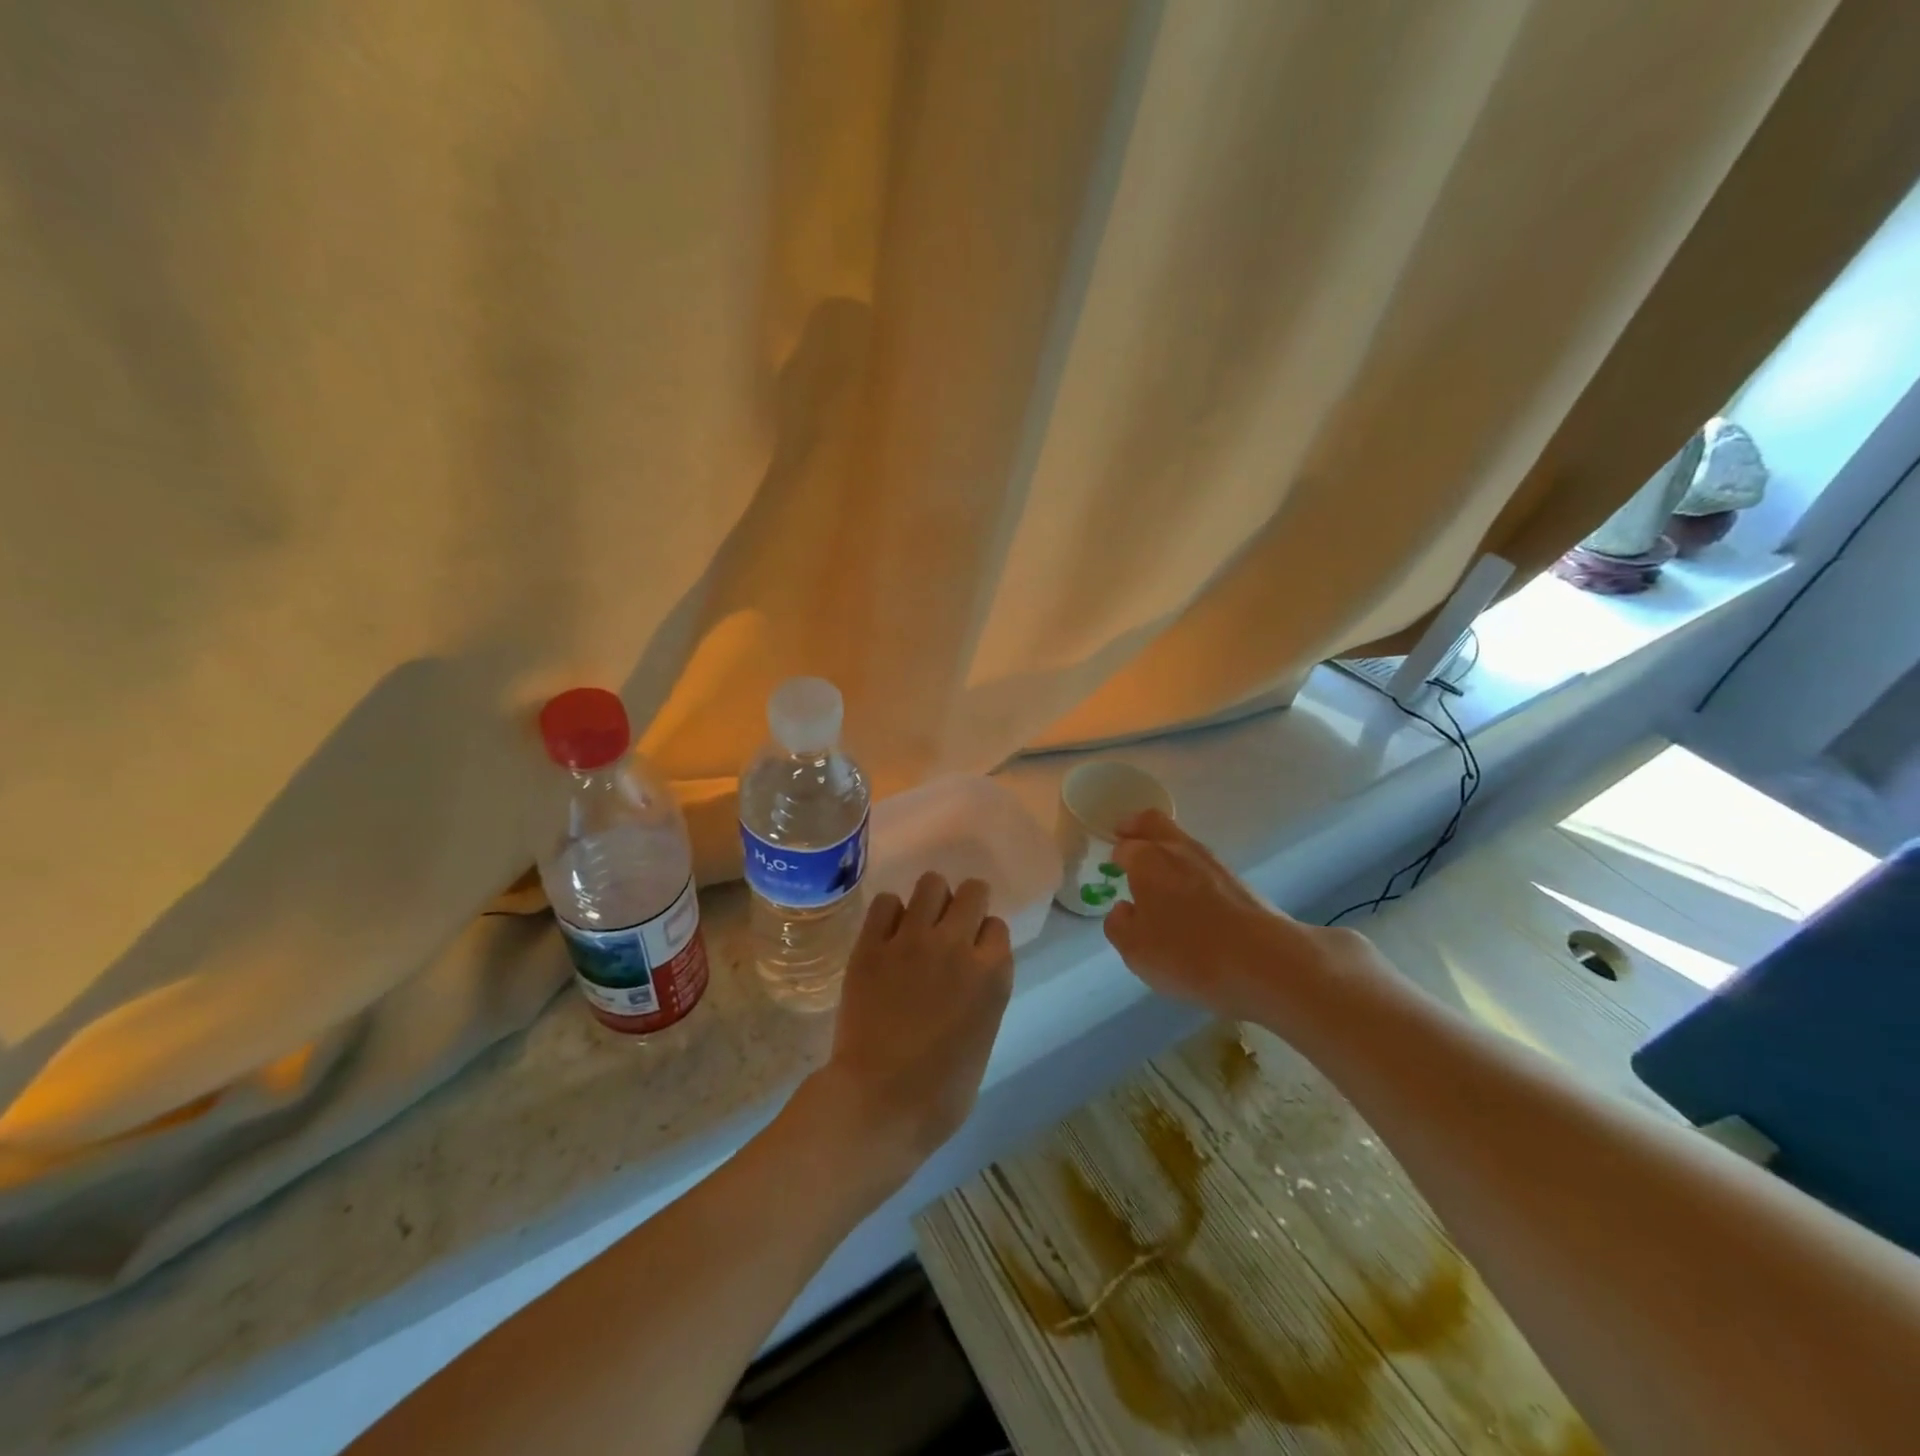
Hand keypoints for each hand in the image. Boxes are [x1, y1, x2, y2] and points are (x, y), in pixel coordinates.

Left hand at [806, 874, 1014, 1189]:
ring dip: (930, 900)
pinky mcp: (872, 944)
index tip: (974, 953)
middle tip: (949, 927)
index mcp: (992, 974)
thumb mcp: (983, 1037)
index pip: (997, 926)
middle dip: (965, 904)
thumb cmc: (941, 1092)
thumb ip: (981, 994)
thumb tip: (967, 976)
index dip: (985, 938)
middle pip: (972, 891)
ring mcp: (911, 940)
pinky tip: (887, 934)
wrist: (880, 1102)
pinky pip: (886, 902)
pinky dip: (889, 913)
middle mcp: (956, 944)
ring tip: (918, 923)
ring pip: (931, 883)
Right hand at [1103, 810, 1388, 1026]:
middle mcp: (1178, 850)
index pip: (1124, 846)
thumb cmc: (1189, 954)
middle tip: (1126, 840)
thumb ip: (1119, 925)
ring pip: (1181, 842)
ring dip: (1166, 850)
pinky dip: (1190, 872)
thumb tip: (1124, 908)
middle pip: (1153, 822)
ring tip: (1158, 877)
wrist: (1268, 963)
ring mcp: (1213, 862)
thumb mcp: (1136, 951)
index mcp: (1146, 860)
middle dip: (1136, 828)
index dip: (1115, 855)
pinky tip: (1189, 899)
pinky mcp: (1240, 881)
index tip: (1111, 867)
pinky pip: (1203, 865)